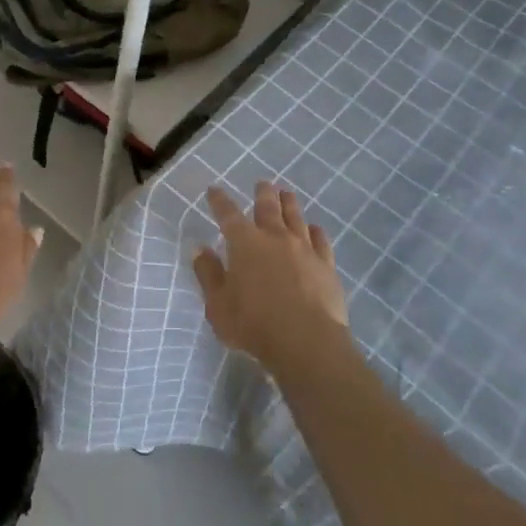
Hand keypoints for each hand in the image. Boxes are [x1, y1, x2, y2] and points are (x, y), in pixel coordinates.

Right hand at [192, 182, 349, 372]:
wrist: (306, 341)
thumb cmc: (254, 324)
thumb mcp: (218, 305)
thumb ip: (208, 275)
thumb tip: (199, 249)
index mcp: (244, 243)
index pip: (228, 214)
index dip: (219, 201)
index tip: (214, 190)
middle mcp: (274, 237)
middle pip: (267, 207)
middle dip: (262, 193)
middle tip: (262, 183)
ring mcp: (304, 249)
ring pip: (296, 217)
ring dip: (289, 203)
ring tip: (287, 194)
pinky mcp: (326, 265)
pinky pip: (321, 241)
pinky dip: (316, 231)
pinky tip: (315, 229)